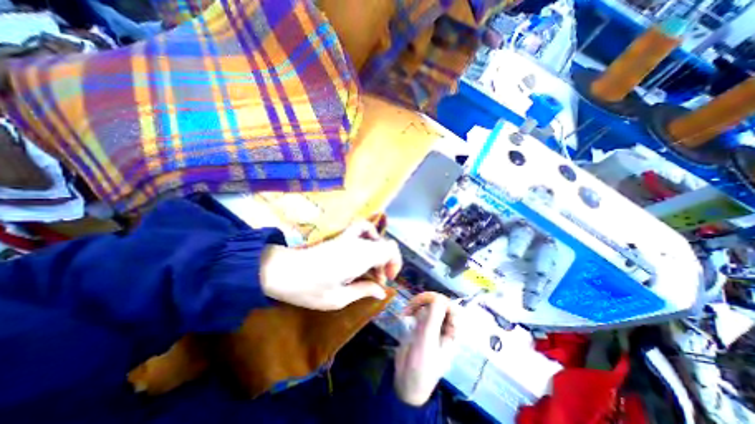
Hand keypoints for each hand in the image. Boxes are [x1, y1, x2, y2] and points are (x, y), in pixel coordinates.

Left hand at [258, 223, 400, 310]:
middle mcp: (358, 243)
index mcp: (360, 257)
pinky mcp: (341, 237)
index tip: (386, 280)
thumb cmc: (309, 289)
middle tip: (376, 282)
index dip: (395, 263)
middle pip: (385, 244)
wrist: (282, 271)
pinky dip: (369, 237)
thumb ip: (363, 291)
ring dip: (378, 254)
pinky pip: (362, 229)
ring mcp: (349, 237)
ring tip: (370, 269)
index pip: (390, 249)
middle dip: (385, 263)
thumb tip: (382, 291)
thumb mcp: (338, 298)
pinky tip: (363, 249)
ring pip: (375, 239)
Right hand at [395, 291, 460, 407]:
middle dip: (425, 301)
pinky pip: (420, 310)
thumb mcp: (427, 342)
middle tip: (412, 304)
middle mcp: (444, 327)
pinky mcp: (422, 326)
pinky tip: (405, 315)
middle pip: (440, 303)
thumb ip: (433, 319)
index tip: (426, 301)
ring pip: (429, 305)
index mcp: (452, 333)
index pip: (452, 308)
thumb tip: (438, 297)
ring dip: (417, 304)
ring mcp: (432, 325)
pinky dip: (413, 309)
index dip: (440, 300)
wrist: (406, 381)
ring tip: (406, 312)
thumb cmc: (421, 366)